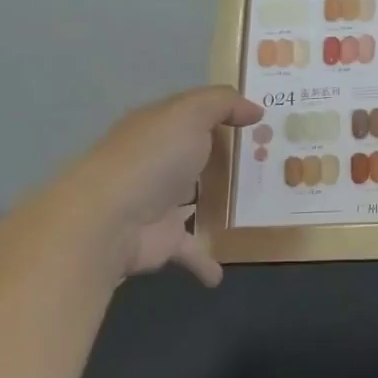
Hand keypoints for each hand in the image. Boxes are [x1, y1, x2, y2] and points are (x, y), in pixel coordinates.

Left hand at [86, 86, 261, 285]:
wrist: (107, 220)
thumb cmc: (152, 158)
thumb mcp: (189, 114)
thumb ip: (223, 104)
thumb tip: (255, 110)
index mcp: (159, 128)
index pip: (194, 114)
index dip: (225, 112)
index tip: (264, 120)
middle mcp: (158, 163)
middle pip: (197, 157)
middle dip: (225, 159)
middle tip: (270, 162)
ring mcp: (158, 203)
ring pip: (194, 201)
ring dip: (216, 204)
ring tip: (256, 207)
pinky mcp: (161, 240)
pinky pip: (190, 249)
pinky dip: (205, 261)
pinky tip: (221, 274)